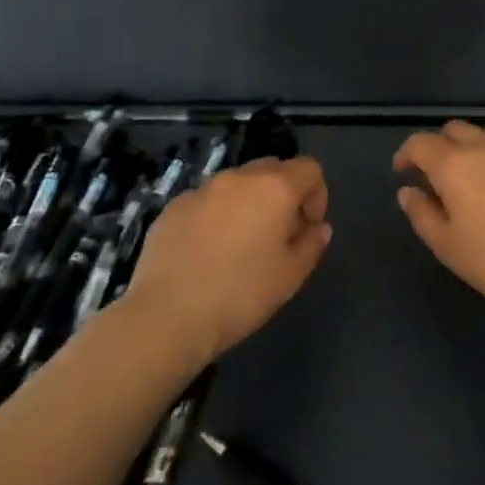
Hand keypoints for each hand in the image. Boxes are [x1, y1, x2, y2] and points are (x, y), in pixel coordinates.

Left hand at [122, 156, 331, 363]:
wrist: (166, 316)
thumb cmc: (240, 295)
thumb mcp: (290, 276)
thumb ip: (312, 244)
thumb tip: (318, 227)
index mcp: (275, 188)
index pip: (310, 168)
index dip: (317, 195)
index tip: (308, 228)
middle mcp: (239, 177)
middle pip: (273, 169)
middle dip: (283, 194)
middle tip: (279, 235)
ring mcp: (203, 189)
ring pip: (238, 183)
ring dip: (249, 203)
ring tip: (241, 245)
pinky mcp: (174, 206)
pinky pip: (207, 201)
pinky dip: (217, 215)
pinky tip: (207, 252)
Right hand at [394, 121, 484, 326]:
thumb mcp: (446, 246)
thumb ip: (421, 212)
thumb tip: (408, 191)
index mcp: (454, 164)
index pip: (420, 143)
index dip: (406, 154)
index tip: (403, 171)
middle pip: (454, 130)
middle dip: (440, 146)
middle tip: (437, 176)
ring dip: (472, 149)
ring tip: (474, 179)